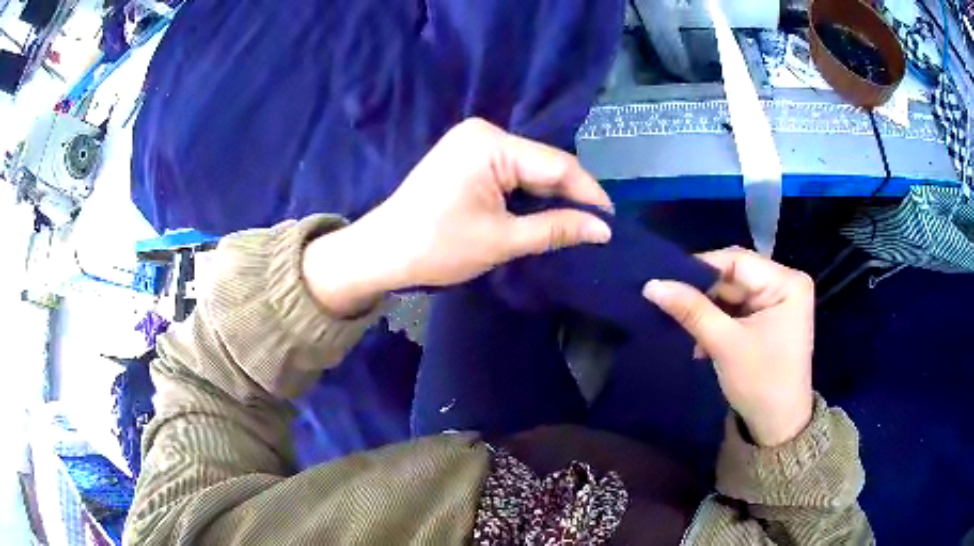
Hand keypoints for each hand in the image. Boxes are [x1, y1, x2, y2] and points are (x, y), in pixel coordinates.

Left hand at [303, 118, 612, 315]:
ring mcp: (471, 142)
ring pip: (527, 168)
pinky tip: (542, 213)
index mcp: (491, 144)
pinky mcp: (465, 156)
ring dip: (549, 196)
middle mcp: (483, 132)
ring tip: (575, 224)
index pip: (556, 164)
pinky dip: (526, 193)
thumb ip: (556, 228)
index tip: (611, 221)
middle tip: (595, 228)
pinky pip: (508, 171)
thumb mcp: (502, 239)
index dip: (588, 193)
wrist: (382, 251)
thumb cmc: (438, 246)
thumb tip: (603, 230)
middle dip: (568, 195)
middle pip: (542, 164)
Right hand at [644, 247, 814, 446]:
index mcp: (787, 282)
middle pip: (735, 277)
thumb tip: (651, 284)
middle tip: (669, 306)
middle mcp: (786, 283)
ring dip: (708, 312)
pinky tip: (702, 342)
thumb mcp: (724, 344)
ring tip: (685, 330)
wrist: (777, 427)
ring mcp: (779, 301)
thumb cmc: (760, 383)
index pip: (737, 261)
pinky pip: (738, 309)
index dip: (700, 269)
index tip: (665, 280)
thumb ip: (690, 310)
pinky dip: (718, 322)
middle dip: (703, 295)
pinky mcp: (770, 318)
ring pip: (733, 294)